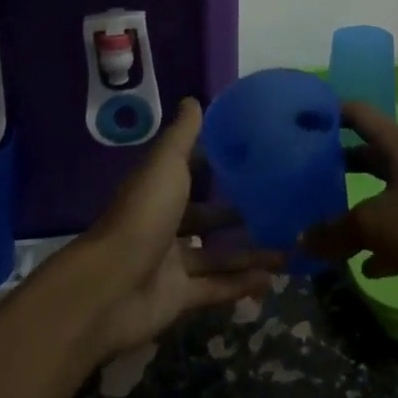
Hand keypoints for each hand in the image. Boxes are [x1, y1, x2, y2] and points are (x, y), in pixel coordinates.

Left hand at [74, 99, 281, 356]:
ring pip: (216, 257)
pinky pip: (215, 288)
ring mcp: (170, 264)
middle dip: (238, 216)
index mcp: (159, 190)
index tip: (252, 162)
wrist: (110, 286)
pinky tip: (271, 280)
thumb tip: (193, 99)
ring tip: (287, 251)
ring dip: (249, 254)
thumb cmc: (143, 215)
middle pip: (206, 219)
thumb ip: (182, 136)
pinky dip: (241, 285)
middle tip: (278, 211)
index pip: (190, 175)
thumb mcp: (167, 165)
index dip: (216, 168)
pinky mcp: (177, 298)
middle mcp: (164, 225)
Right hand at [304, 102, 397, 281]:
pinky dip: (381, 244)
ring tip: (322, 220)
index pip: (356, 113)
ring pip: (382, 193)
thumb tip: (301, 240)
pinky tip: (364, 266)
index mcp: (396, 145)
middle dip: (336, 164)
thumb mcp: (374, 224)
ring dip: (356, 206)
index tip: (298, 120)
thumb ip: (334, 232)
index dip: (328, 112)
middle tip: (301, 175)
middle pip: (366, 154)